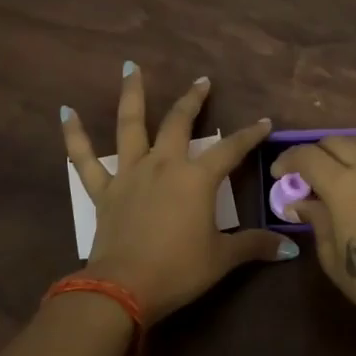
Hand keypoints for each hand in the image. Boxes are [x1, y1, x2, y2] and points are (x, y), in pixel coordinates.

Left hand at [61, 65, 294, 322]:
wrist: (124, 288)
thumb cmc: (179, 270)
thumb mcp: (222, 258)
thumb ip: (254, 246)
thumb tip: (289, 247)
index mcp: (196, 178)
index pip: (230, 150)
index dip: (249, 135)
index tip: (264, 122)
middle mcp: (163, 165)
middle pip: (179, 122)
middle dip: (193, 100)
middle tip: (202, 81)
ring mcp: (130, 173)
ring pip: (130, 125)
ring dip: (132, 94)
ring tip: (131, 67)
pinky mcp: (103, 190)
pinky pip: (83, 158)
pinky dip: (74, 134)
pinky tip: (66, 111)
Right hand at [271, 136, 355, 350]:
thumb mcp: (334, 257)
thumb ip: (316, 220)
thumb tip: (300, 201)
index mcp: (346, 186)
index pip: (308, 156)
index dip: (288, 160)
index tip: (278, 174)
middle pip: (334, 141)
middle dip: (313, 154)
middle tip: (304, 176)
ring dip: (341, 150)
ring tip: (333, 173)